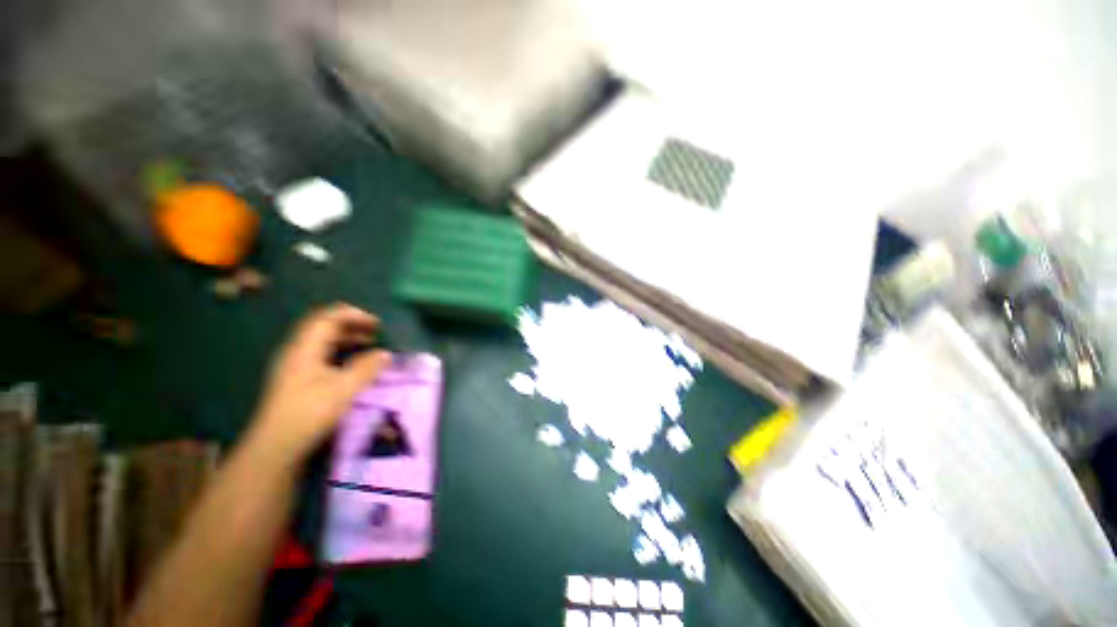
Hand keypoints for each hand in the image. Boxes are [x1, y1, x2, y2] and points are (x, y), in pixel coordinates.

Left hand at [250, 303, 390, 463]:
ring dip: (348, 338)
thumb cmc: (309, 413)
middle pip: (324, 327)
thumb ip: (367, 368)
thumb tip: (386, 353)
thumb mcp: (344, 389)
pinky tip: (354, 362)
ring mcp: (296, 366)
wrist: (276, 447)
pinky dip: (342, 351)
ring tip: (370, 343)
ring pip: (323, 341)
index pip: (327, 318)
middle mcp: (297, 352)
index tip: (376, 322)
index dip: (353, 315)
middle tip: (377, 331)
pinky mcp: (299, 379)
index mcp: (304, 349)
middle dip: (353, 325)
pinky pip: (322, 354)